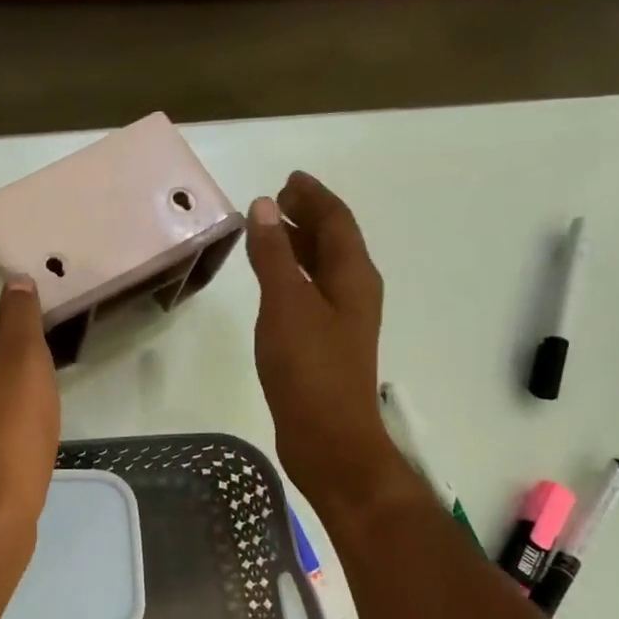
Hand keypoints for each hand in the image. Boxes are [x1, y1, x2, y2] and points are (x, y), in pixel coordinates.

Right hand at [245, 173, 410, 521]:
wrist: (329, 438)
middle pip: (334, 241)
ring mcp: (342, 320)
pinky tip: (273, 284)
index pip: (336, 220)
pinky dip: (292, 277)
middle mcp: (354, 291)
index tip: (289, 180)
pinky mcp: (326, 344)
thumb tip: (264, 207)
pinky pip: (311, 293)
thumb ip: (274, 255)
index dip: (314, 196)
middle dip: (308, 217)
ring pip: (322, 269)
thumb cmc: (309, 368)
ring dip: (299, 246)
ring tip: (270, 232)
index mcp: (353, 275)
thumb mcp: (286, 304)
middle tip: (276, 201)